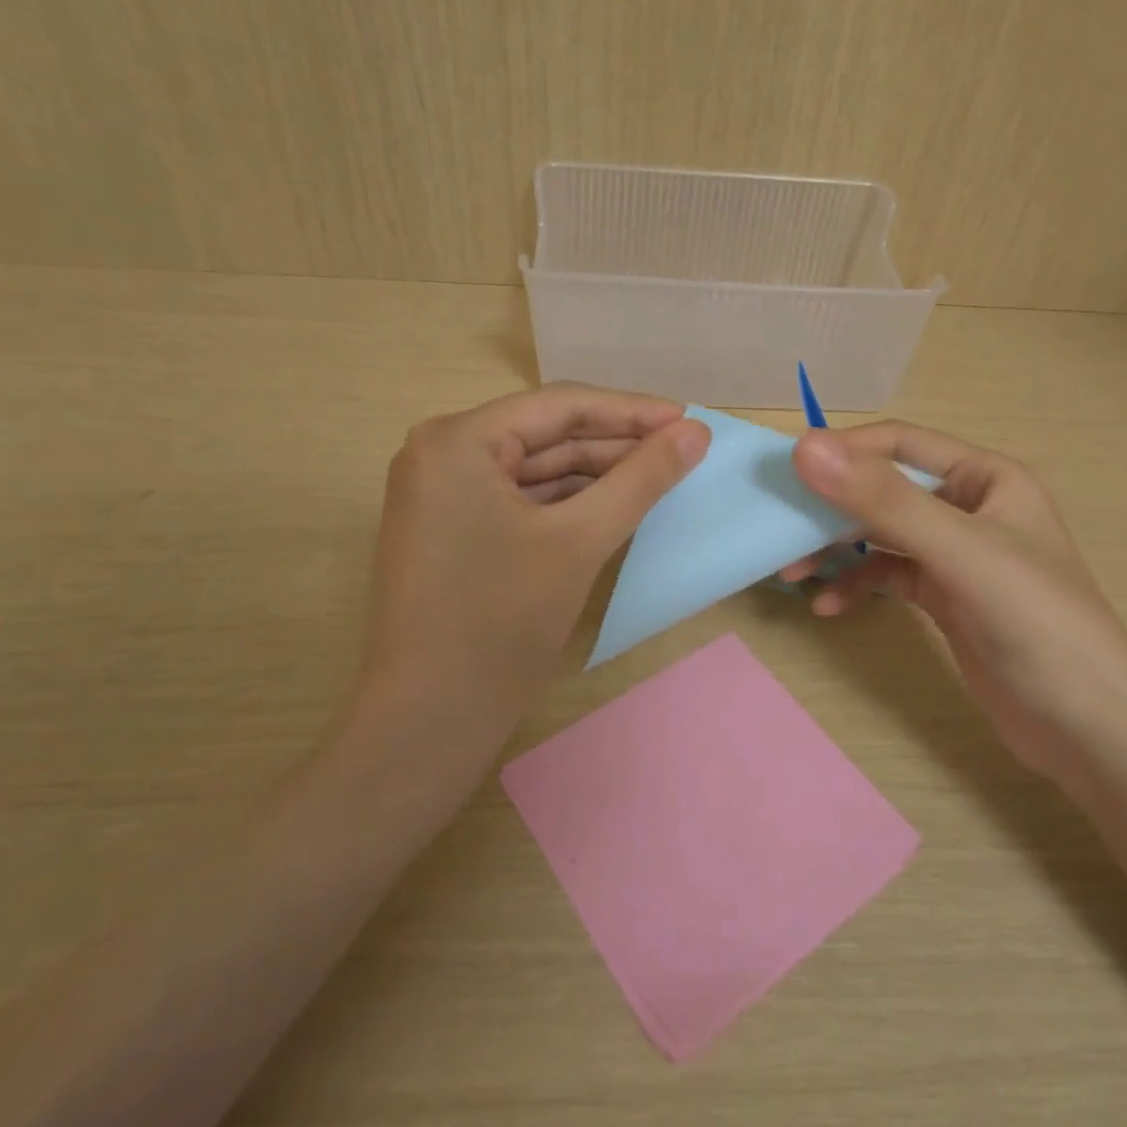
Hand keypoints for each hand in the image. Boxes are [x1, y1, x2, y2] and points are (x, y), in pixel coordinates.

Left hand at [348, 385, 708, 768]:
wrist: (431, 720)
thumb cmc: (501, 621)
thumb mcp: (580, 541)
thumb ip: (641, 479)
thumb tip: (696, 431)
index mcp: (457, 441)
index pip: (560, 406)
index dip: (631, 410)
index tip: (689, 418)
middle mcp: (442, 454)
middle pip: (547, 435)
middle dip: (617, 444)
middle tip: (684, 450)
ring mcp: (443, 494)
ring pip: (537, 470)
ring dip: (598, 474)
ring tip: (661, 476)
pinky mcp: (453, 530)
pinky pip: (522, 500)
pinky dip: (569, 503)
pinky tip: (616, 505)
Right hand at [787, 422, 1126, 785]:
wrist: (1090, 729)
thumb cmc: (1037, 624)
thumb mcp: (960, 553)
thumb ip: (884, 500)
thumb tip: (806, 447)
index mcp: (985, 478)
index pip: (901, 444)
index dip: (844, 452)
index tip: (788, 475)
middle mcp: (968, 507)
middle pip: (884, 491)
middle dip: (832, 510)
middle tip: (781, 531)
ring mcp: (956, 555)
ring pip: (880, 535)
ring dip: (837, 550)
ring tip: (794, 574)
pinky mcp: (945, 597)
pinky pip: (888, 577)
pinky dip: (858, 586)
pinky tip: (831, 608)